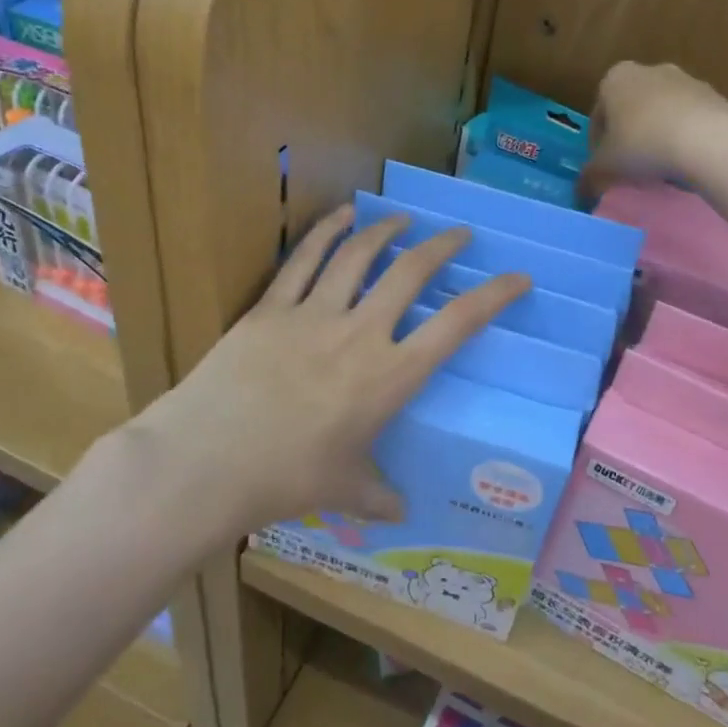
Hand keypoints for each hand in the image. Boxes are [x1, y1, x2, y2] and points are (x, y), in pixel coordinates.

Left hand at [118, 206, 528, 537]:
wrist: (208, 460)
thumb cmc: (286, 479)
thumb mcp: (344, 490)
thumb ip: (379, 496)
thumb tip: (402, 512)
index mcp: (390, 377)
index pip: (457, 325)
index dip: (494, 296)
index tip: (518, 278)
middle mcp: (360, 333)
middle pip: (412, 273)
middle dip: (442, 247)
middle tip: (459, 234)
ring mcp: (313, 313)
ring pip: (359, 255)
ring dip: (387, 230)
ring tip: (403, 219)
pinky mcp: (271, 307)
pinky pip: (304, 259)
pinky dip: (326, 231)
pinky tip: (341, 214)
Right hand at [581, 61, 727, 196]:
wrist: (710, 139)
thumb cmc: (643, 145)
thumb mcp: (605, 168)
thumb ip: (589, 178)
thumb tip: (581, 192)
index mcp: (614, 79)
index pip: (597, 116)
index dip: (597, 147)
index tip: (604, 170)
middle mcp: (648, 70)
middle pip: (630, 112)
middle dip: (628, 140)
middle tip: (630, 171)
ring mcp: (685, 80)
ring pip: (660, 115)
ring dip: (656, 138)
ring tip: (659, 171)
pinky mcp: (714, 95)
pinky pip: (688, 120)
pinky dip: (682, 138)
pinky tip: (685, 163)